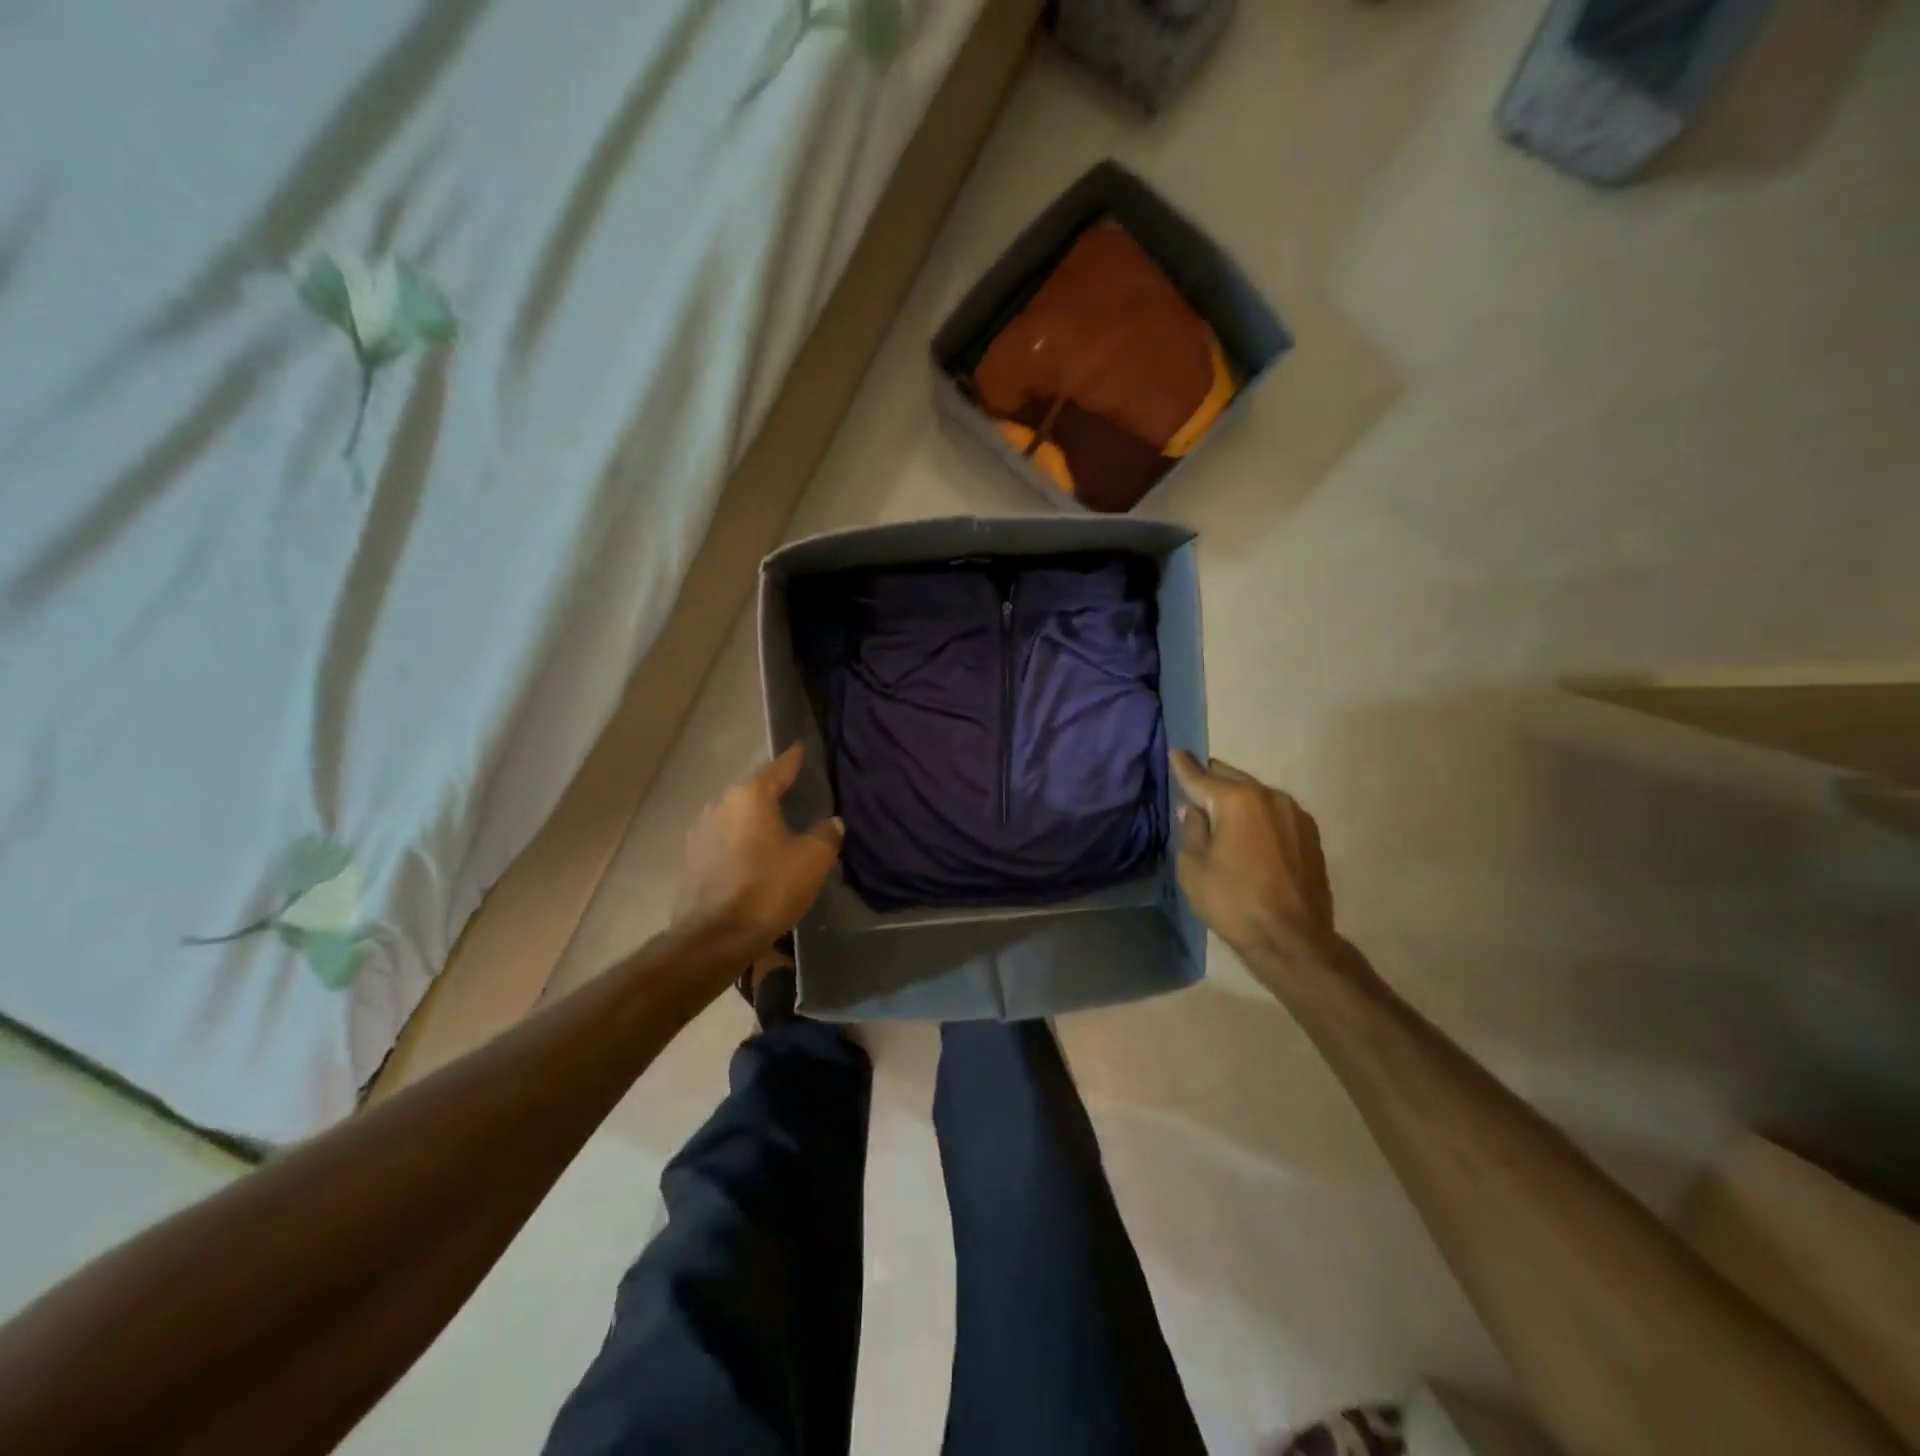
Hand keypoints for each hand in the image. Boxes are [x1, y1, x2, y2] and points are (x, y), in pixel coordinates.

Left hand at [671, 746, 842, 953]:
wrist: (715, 938)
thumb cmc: (768, 889)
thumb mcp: (812, 860)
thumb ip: (826, 833)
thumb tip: (832, 821)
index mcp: (751, 795)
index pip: (780, 766)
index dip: (795, 758)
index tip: (803, 748)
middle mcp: (721, 803)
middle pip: (755, 790)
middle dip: (775, 792)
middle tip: (799, 795)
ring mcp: (701, 830)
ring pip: (737, 815)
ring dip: (756, 819)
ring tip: (778, 828)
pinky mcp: (692, 857)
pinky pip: (725, 838)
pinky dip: (741, 840)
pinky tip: (755, 854)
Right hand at [1170, 750, 1341, 986]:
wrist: (1293, 940)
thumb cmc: (1233, 903)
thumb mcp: (1193, 868)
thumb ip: (1191, 830)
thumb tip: (1194, 810)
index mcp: (1236, 800)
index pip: (1200, 776)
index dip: (1182, 765)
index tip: (1174, 750)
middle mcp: (1269, 795)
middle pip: (1231, 778)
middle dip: (1210, 781)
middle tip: (1193, 788)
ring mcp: (1294, 813)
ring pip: (1255, 794)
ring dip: (1236, 799)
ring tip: (1220, 815)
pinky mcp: (1310, 834)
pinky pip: (1274, 813)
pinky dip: (1257, 816)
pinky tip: (1248, 835)